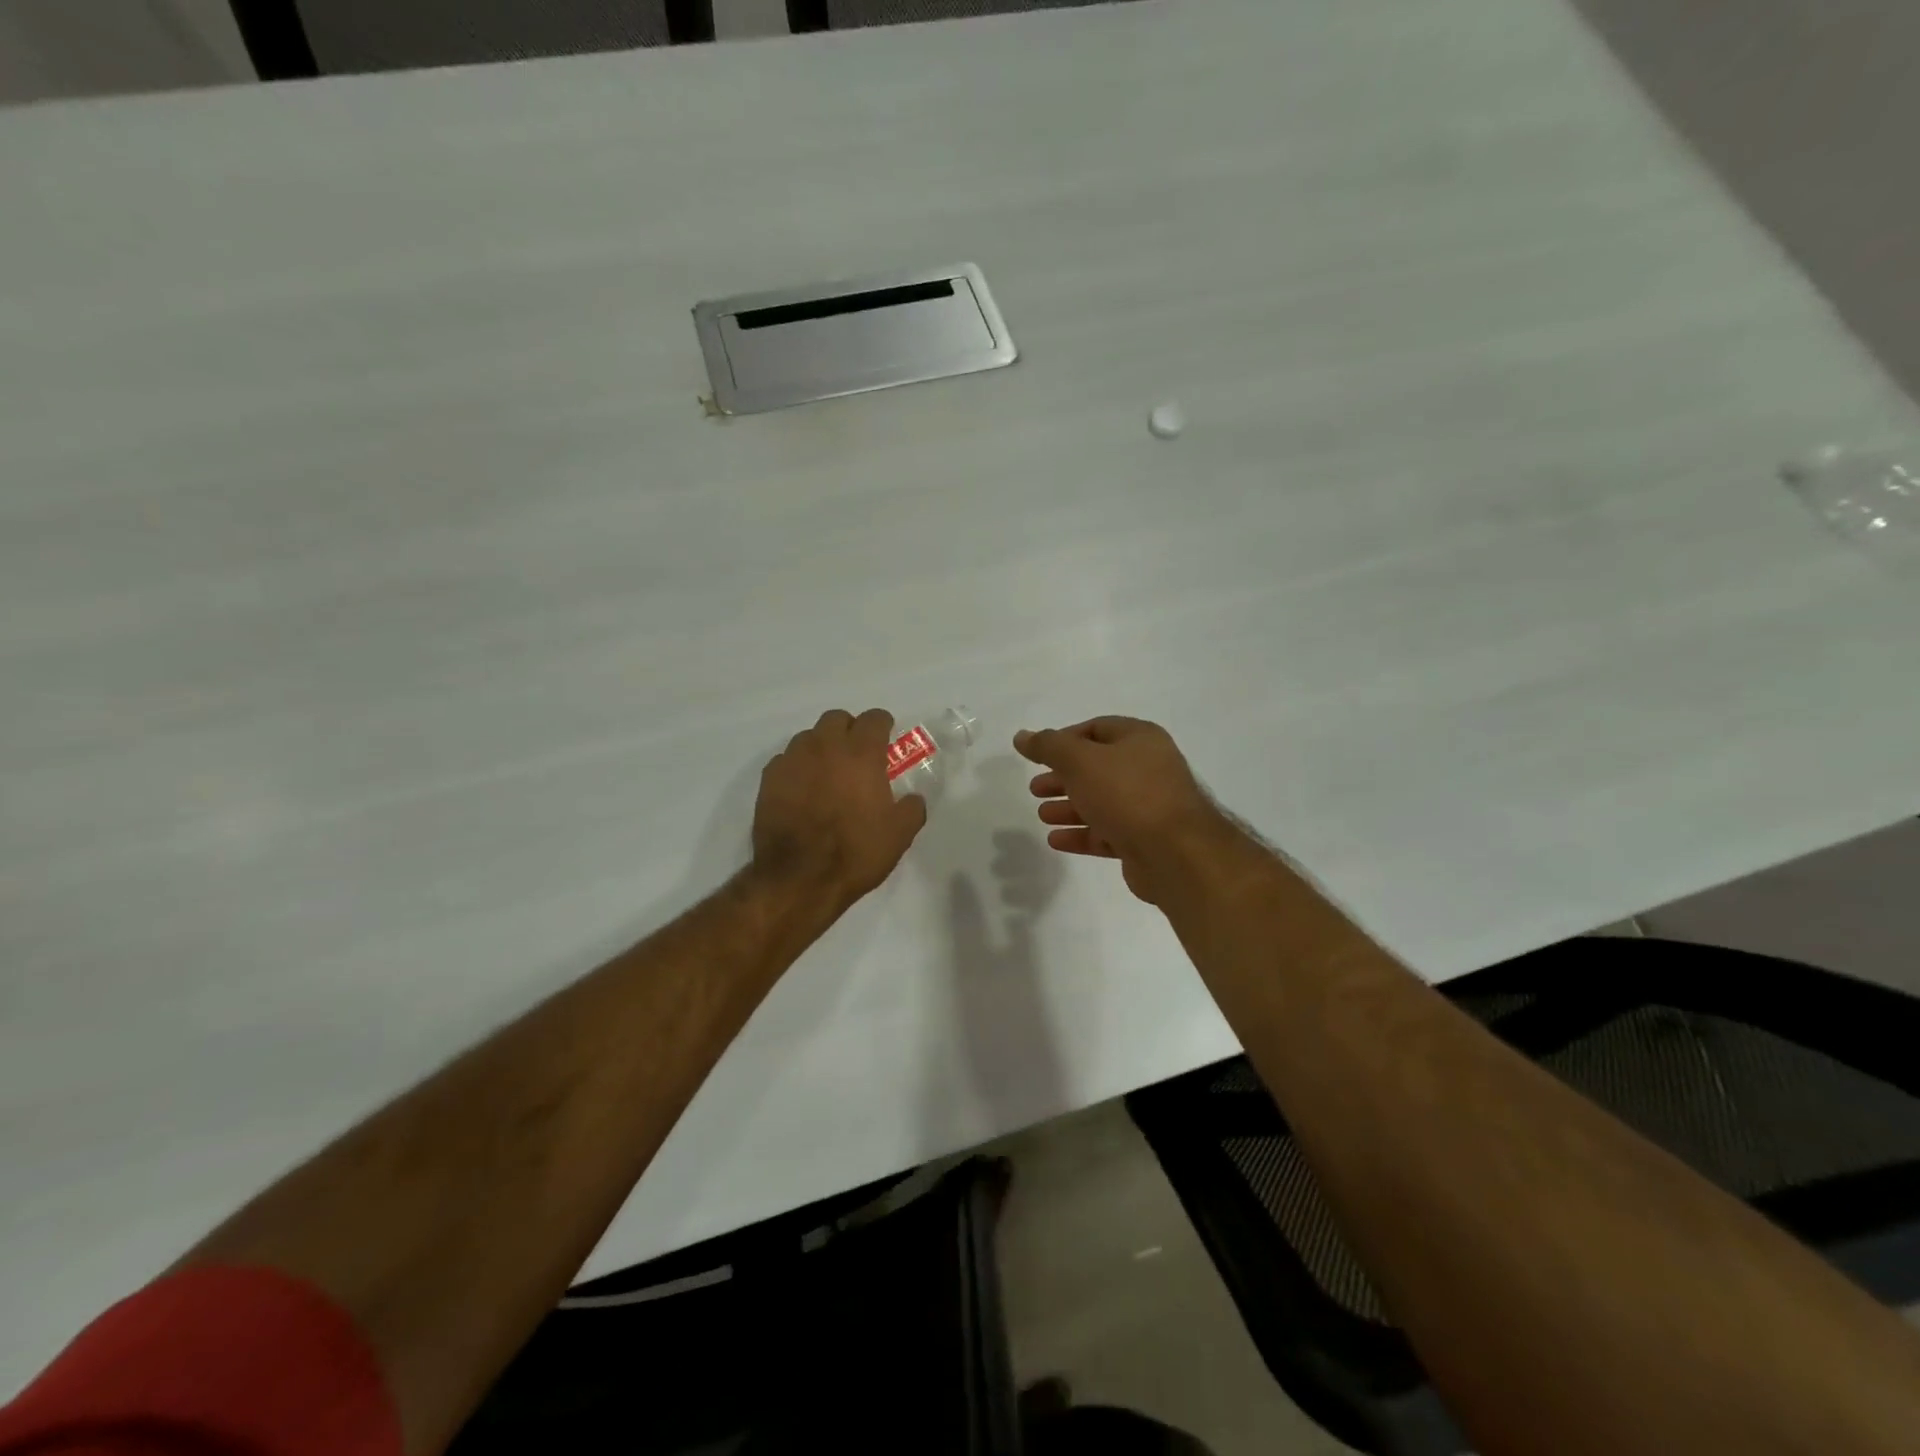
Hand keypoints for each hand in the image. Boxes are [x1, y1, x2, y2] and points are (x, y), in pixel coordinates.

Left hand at [752, 709, 927, 912]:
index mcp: (861, 754)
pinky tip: (802, 790)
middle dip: (849, 730)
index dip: (883, 726)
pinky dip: (798, 767)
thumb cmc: (856, 853)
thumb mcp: (899, 835)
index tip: (887, 738)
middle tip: (857, 755)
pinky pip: (786, 760)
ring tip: (827, 772)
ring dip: (822, 746)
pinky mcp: (769, 778)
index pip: (874, 719)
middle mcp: (825, 747)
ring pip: (809, 737)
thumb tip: (913, 799)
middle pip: (837, 719)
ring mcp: (793, 760)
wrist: (799, 879)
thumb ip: (912, 808)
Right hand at [1014, 716, 1242, 904]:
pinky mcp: (1145, 840)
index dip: (1064, 739)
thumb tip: (1021, 736)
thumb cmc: (1126, 794)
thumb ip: (1048, 746)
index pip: (1096, 729)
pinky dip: (1082, 834)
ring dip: (1069, 806)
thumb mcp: (1080, 761)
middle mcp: (1149, 768)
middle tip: (1035, 788)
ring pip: (1101, 801)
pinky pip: (1107, 832)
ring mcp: (1149, 806)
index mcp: (1140, 739)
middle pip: (1097, 767)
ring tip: (1042, 814)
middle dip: (1063, 777)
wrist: (1175, 853)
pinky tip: (1056, 840)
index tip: (1038, 755)